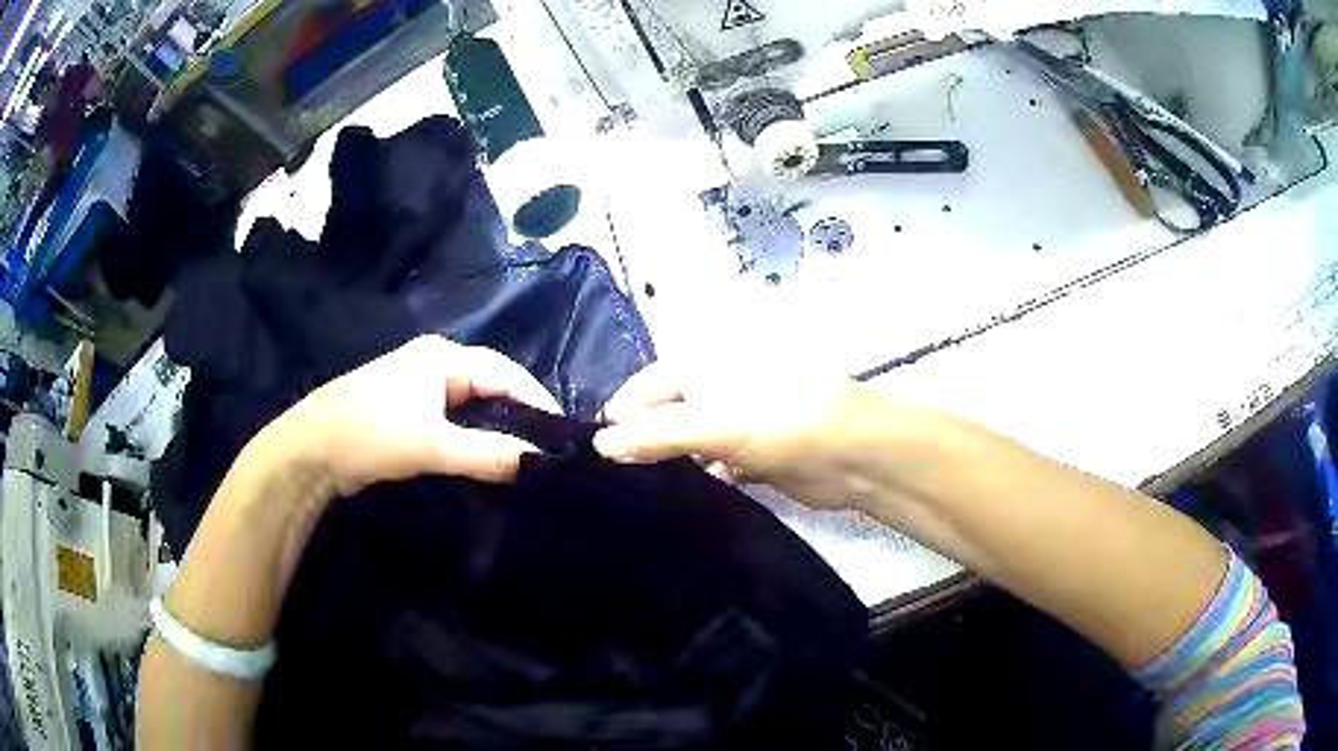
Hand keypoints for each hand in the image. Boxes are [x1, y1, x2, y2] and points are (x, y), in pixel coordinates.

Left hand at [257, 335, 561, 496]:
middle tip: (550, 450)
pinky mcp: (407, 411)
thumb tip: (540, 462)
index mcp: (443, 356)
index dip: (538, 401)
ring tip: (526, 456)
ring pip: (473, 406)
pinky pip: (454, 420)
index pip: (506, 373)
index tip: (565, 436)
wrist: (309, 451)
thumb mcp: (432, 445)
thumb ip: (488, 454)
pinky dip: (473, 438)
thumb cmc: (371, 434)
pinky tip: (487, 459)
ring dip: (497, 429)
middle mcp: (434, 363)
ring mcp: (418, 387)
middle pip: (492, 386)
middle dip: (521, 415)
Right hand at [593, 362, 872, 510]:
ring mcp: (732, 423)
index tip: (590, 460)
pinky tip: (678, 503)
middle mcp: (712, 389)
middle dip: (639, 447)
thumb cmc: (778, 422)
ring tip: (634, 499)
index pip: (641, 390)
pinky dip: (696, 480)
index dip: (616, 421)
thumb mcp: (711, 424)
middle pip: (661, 418)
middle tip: (608, 486)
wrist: (850, 454)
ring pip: (684, 445)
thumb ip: (652, 435)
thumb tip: (597, 446)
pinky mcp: (748, 456)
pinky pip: (709, 466)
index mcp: (700, 365)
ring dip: (667, 467)